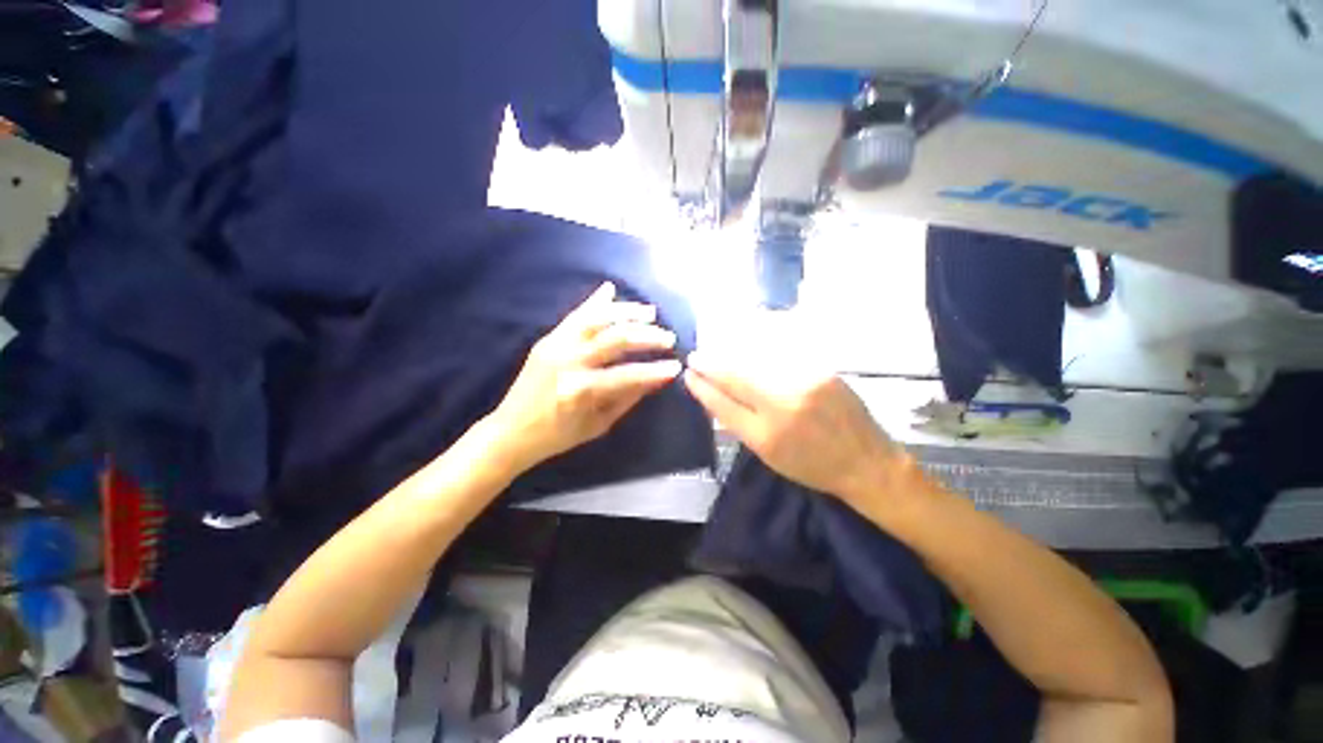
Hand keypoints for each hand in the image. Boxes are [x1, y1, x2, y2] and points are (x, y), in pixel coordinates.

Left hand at [489, 282, 682, 473]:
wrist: (510, 430)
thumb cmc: (558, 435)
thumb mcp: (598, 425)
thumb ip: (628, 398)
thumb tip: (656, 379)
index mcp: (580, 391)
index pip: (628, 376)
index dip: (655, 371)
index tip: (676, 367)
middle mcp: (568, 362)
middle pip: (615, 339)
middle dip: (647, 336)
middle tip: (668, 338)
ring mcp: (556, 345)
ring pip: (596, 319)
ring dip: (626, 312)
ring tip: (650, 312)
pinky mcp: (548, 339)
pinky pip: (576, 316)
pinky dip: (595, 303)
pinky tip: (612, 291)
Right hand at [684, 349, 897, 503]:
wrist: (866, 462)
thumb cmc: (812, 466)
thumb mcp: (769, 455)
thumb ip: (740, 424)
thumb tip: (715, 395)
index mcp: (765, 437)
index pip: (722, 405)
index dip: (702, 388)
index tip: (688, 374)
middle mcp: (782, 407)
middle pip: (736, 378)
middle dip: (711, 364)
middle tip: (696, 356)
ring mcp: (804, 385)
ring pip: (756, 361)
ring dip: (732, 352)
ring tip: (717, 348)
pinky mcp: (821, 371)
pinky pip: (782, 354)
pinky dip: (760, 347)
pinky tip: (747, 341)